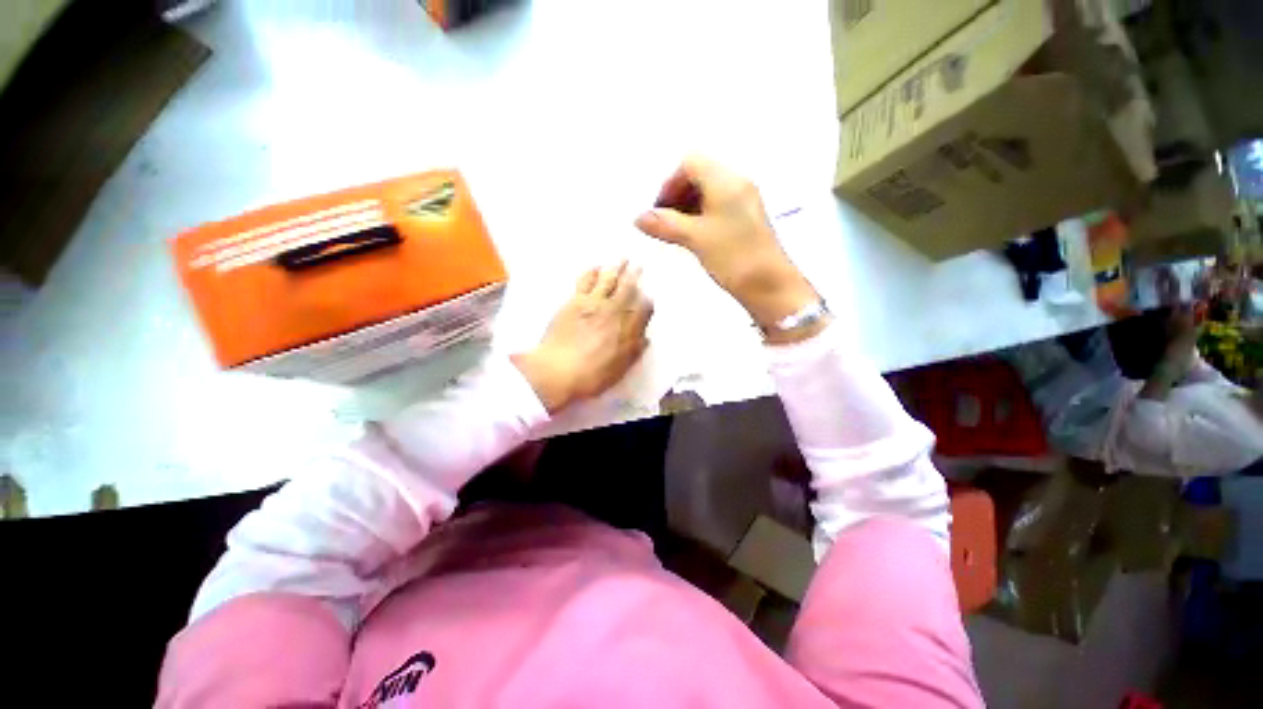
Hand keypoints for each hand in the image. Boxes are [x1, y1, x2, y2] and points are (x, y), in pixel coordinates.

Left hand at [512, 261, 652, 413]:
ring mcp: (593, 303)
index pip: (643, 309)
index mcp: (628, 329)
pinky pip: (585, 281)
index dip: (647, 301)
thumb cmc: (592, 375)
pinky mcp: (574, 301)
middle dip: (634, 276)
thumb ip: (634, 351)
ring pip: (608, 280)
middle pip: (628, 289)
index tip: (648, 296)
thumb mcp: (620, 369)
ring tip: (622, 258)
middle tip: (638, 265)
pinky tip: (595, 267)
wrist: (558, 371)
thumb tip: (646, 338)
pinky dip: (592, 272)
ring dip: (616, 268)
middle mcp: (614, 311)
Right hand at [633, 156, 822, 342]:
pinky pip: (717, 206)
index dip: (669, 183)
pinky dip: (700, 215)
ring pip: (707, 191)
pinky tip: (692, 236)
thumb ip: (665, 224)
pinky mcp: (746, 218)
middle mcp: (737, 183)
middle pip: (699, 174)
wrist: (769, 286)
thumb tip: (638, 217)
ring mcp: (743, 200)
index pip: (690, 162)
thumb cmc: (733, 257)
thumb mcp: (695, 239)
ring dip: (687, 206)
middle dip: (677, 195)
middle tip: (664, 221)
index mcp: (726, 180)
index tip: (659, 210)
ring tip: (675, 232)